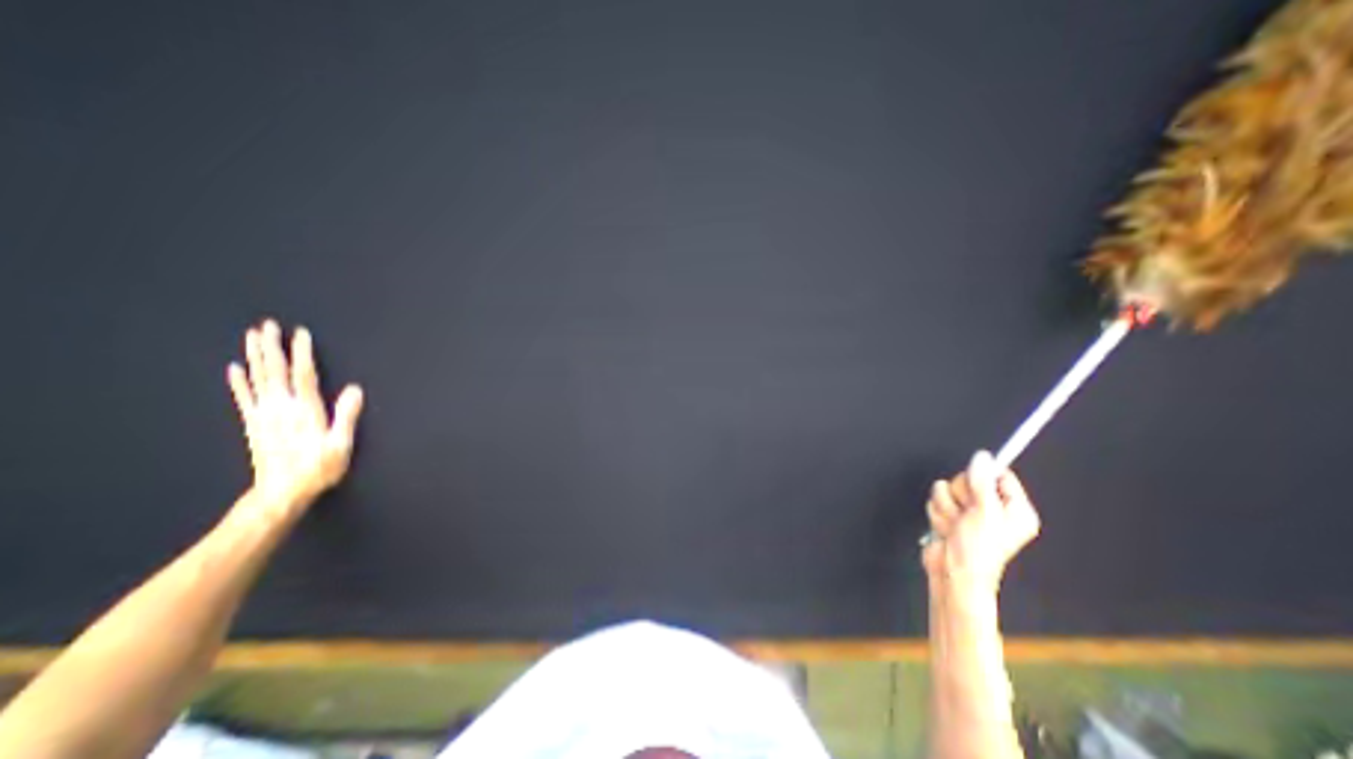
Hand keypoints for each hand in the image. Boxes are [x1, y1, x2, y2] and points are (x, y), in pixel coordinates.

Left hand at [227, 319, 365, 518]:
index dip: (302, 353)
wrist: (280, 492)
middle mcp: (281, 408)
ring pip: (258, 379)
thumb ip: (346, 415)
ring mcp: (264, 415)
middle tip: (266, 325)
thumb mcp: (340, 444)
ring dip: (255, 356)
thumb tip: (354, 389)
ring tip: (252, 337)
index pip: (303, 375)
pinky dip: (238, 381)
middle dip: (271, 347)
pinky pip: (244, 397)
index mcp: (304, 410)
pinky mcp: (254, 424)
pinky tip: (234, 368)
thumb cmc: (317, 469)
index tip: (300, 333)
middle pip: (274, 371)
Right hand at [926, 452, 1037, 592]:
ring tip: (956, 526)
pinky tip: (947, 529)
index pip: (999, 475)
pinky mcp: (950, 516)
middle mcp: (993, 509)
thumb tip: (982, 457)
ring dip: (947, 508)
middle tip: (966, 515)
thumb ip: (982, 483)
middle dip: (959, 496)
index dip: (982, 476)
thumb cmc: (978, 551)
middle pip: (967, 479)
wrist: (953, 574)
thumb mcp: (985, 513)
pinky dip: (938, 514)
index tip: (975, 487)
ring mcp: (969, 513)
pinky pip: (936, 501)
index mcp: (1014, 509)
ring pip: (947, 490)